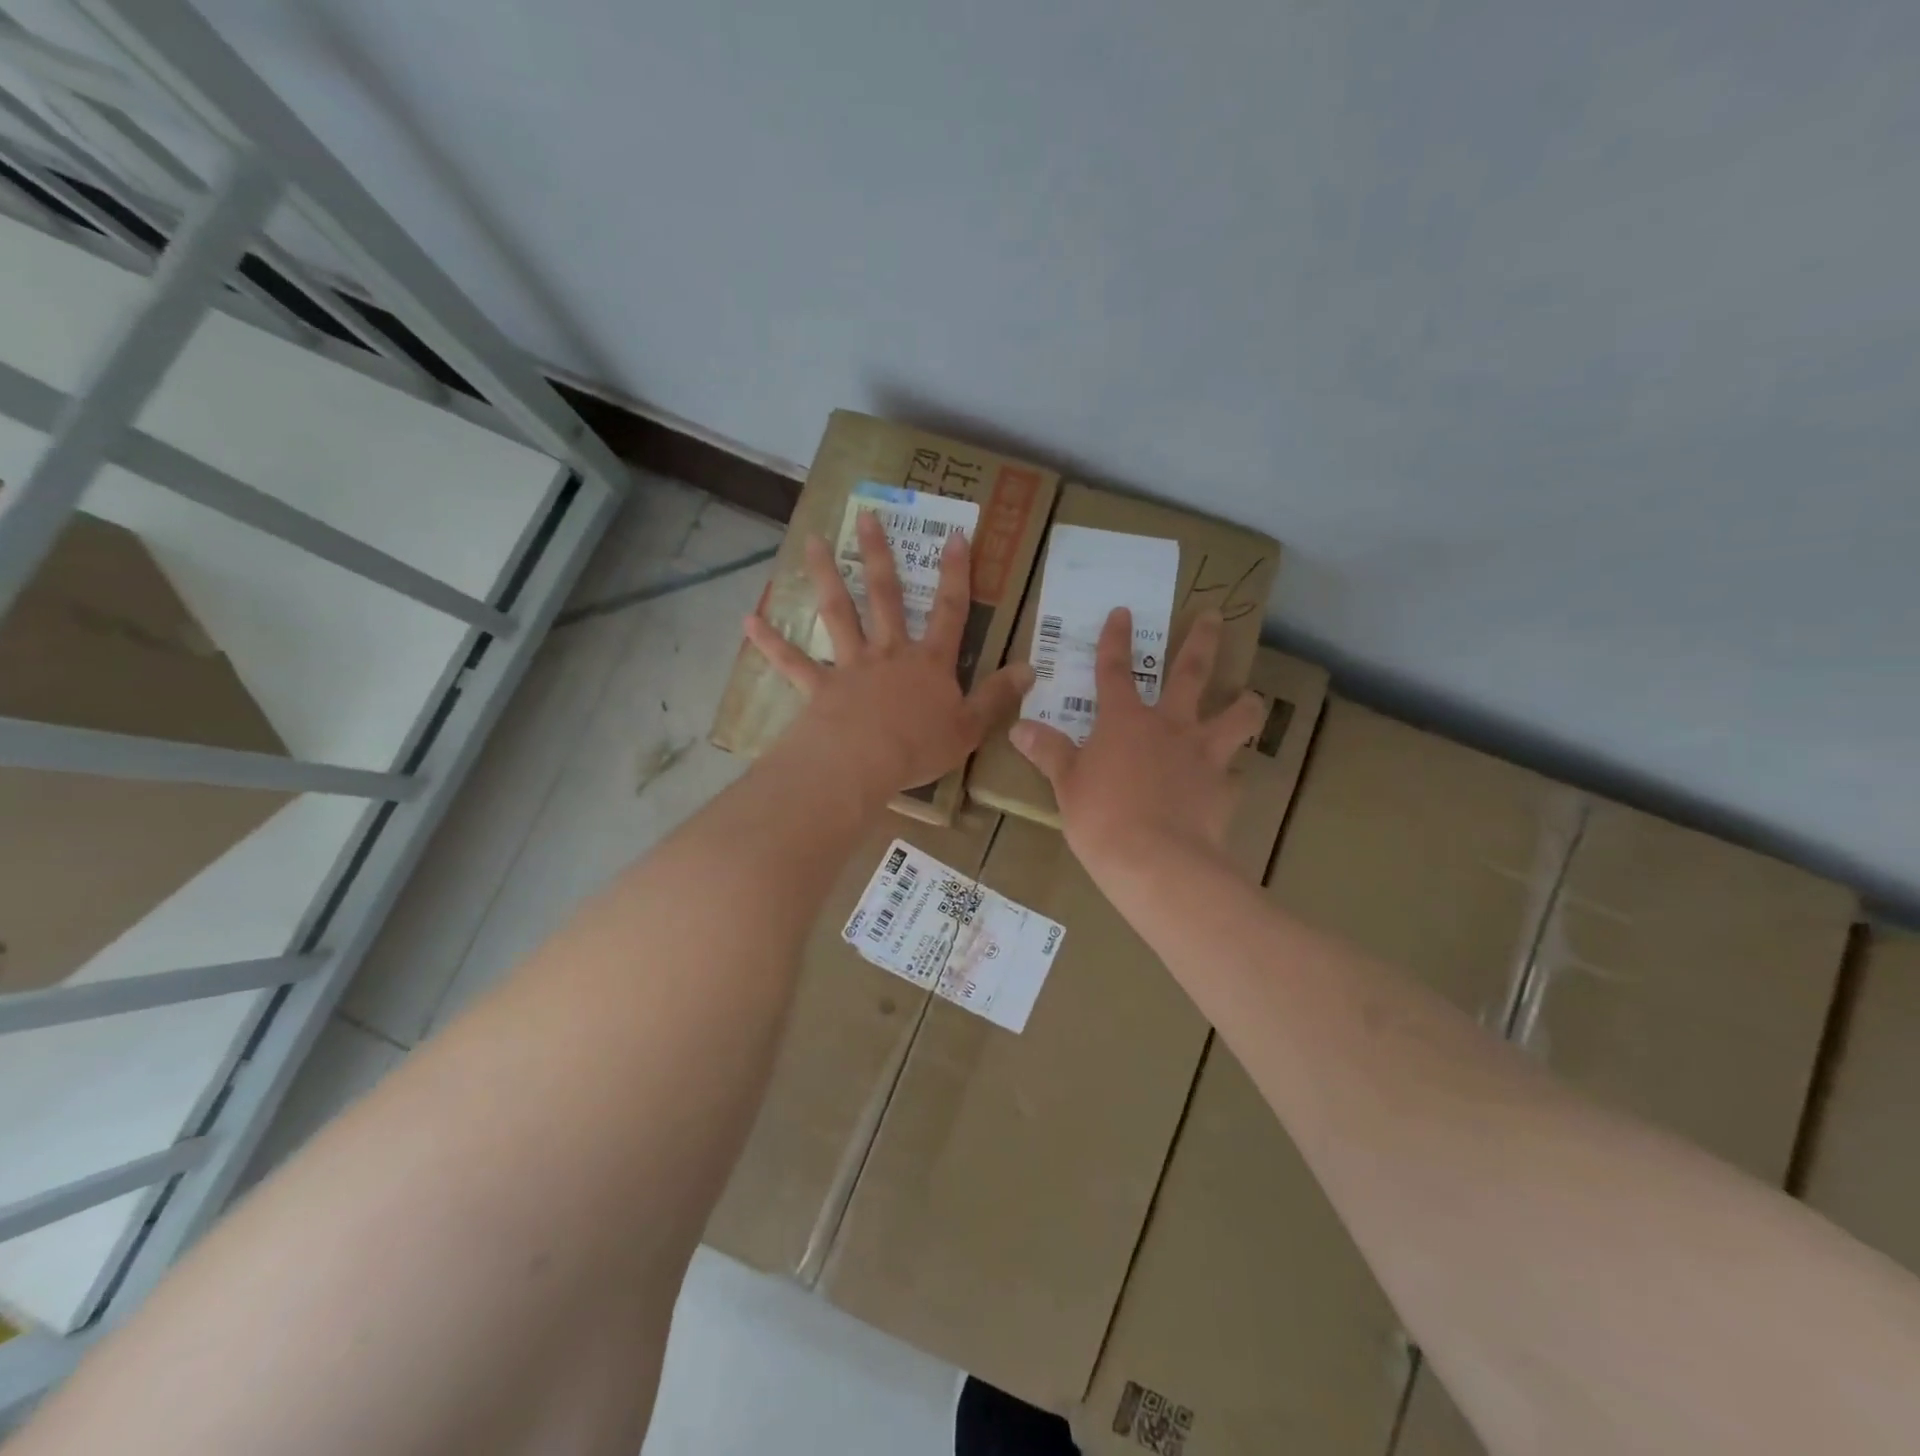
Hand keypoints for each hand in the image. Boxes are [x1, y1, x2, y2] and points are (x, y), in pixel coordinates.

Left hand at [745, 512, 1033, 799]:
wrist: (864, 764)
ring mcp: (851, 666)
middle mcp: (889, 653)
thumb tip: (1030, 667)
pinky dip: (771, 643)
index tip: (955, 534)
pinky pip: (793, 662)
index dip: (956, 573)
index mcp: (929, 662)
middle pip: (886, 596)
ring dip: (826, 576)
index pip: (950, 610)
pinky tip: (749, 620)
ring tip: (814, 542)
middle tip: (868, 516)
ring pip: (838, 613)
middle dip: (880, 555)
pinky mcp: (820, 687)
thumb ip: (999, 696)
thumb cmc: (920, 747)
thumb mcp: (971, 727)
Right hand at [1011, 607, 1263, 872]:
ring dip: (1245, 704)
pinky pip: (1234, 775)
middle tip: (1215, 616)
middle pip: (1190, 673)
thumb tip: (1017, 728)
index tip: (1123, 611)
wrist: (1157, 862)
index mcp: (1125, 721)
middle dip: (1202, 641)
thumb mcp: (1066, 785)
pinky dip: (1231, 775)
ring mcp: (1203, 754)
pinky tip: (1229, 783)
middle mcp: (1170, 726)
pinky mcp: (1224, 788)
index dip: (1116, 639)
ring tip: (1250, 698)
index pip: (1115, 670)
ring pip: (1236, 716)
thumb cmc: (1102, 818)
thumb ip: (1048, 752)